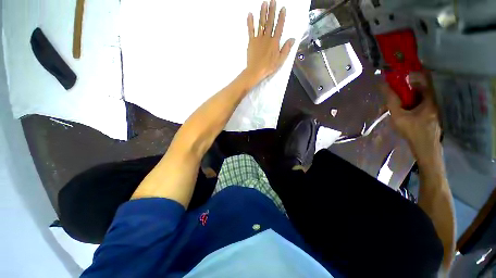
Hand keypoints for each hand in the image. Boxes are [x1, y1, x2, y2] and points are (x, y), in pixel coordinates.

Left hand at [245, 0, 294, 83]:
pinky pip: (250, 30)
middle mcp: (267, 38)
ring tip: (264, 3)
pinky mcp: (251, 42)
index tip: (282, 8)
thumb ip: (286, 49)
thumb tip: (292, 39)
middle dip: (272, 11)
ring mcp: (258, 39)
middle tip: (272, 1)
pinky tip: (250, 14)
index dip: (281, 17)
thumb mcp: (280, 60)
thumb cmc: (268, 67)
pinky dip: (250, 22)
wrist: (256, 71)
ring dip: (262, 13)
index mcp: (275, 42)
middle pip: (270, 22)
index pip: (279, 27)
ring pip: (261, 23)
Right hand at [381, 72, 441, 164]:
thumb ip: (391, 100)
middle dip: (407, 88)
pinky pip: (422, 103)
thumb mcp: (398, 116)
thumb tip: (383, 86)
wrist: (426, 148)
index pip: (423, 78)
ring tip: (398, 104)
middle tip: (395, 93)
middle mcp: (435, 100)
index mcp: (430, 98)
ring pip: (421, 96)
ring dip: (409, 97)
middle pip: (421, 87)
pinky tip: (406, 111)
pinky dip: (413, 103)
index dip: (412, 74)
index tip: (400, 75)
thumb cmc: (413, 131)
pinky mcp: (433, 114)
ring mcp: (435, 107)